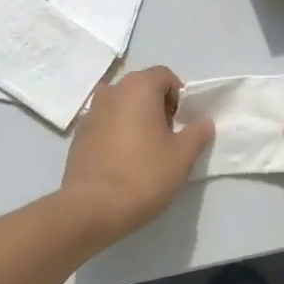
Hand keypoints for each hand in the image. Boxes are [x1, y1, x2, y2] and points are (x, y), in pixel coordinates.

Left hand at [60, 67, 213, 241]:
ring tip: (144, 150)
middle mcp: (112, 91)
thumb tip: (204, 122)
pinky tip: (121, 160)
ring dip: (135, 118)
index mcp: (138, 87)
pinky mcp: (78, 134)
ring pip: (121, 104)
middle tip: (166, 137)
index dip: (178, 96)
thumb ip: (196, 134)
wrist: (91, 207)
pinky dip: (116, 131)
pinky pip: (105, 122)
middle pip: (141, 87)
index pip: (164, 76)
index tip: (181, 124)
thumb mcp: (181, 157)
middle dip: (157, 106)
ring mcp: (91, 111)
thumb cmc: (143, 175)